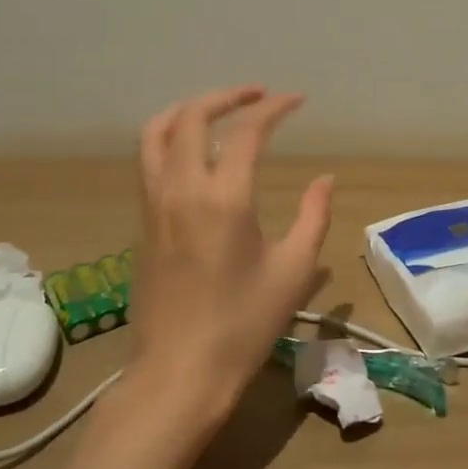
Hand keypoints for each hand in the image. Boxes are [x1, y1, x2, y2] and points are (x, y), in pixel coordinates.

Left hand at [129, 86, 333, 410]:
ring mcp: (154, 205)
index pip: (248, 131)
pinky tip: (196, 153)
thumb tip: (325, 179)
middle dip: (227, 96)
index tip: (297, 100)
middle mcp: (181, 190)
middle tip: (258, 95)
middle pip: (192, 116)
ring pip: (157, 133)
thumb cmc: (244, 325)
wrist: (179, 373)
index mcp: (223, 199)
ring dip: (189, 111)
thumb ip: (313, 216)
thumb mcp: (294, 270)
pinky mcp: (142, 223)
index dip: (274, 108)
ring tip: (219, 111)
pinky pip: (149, 160)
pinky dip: (171, 137)